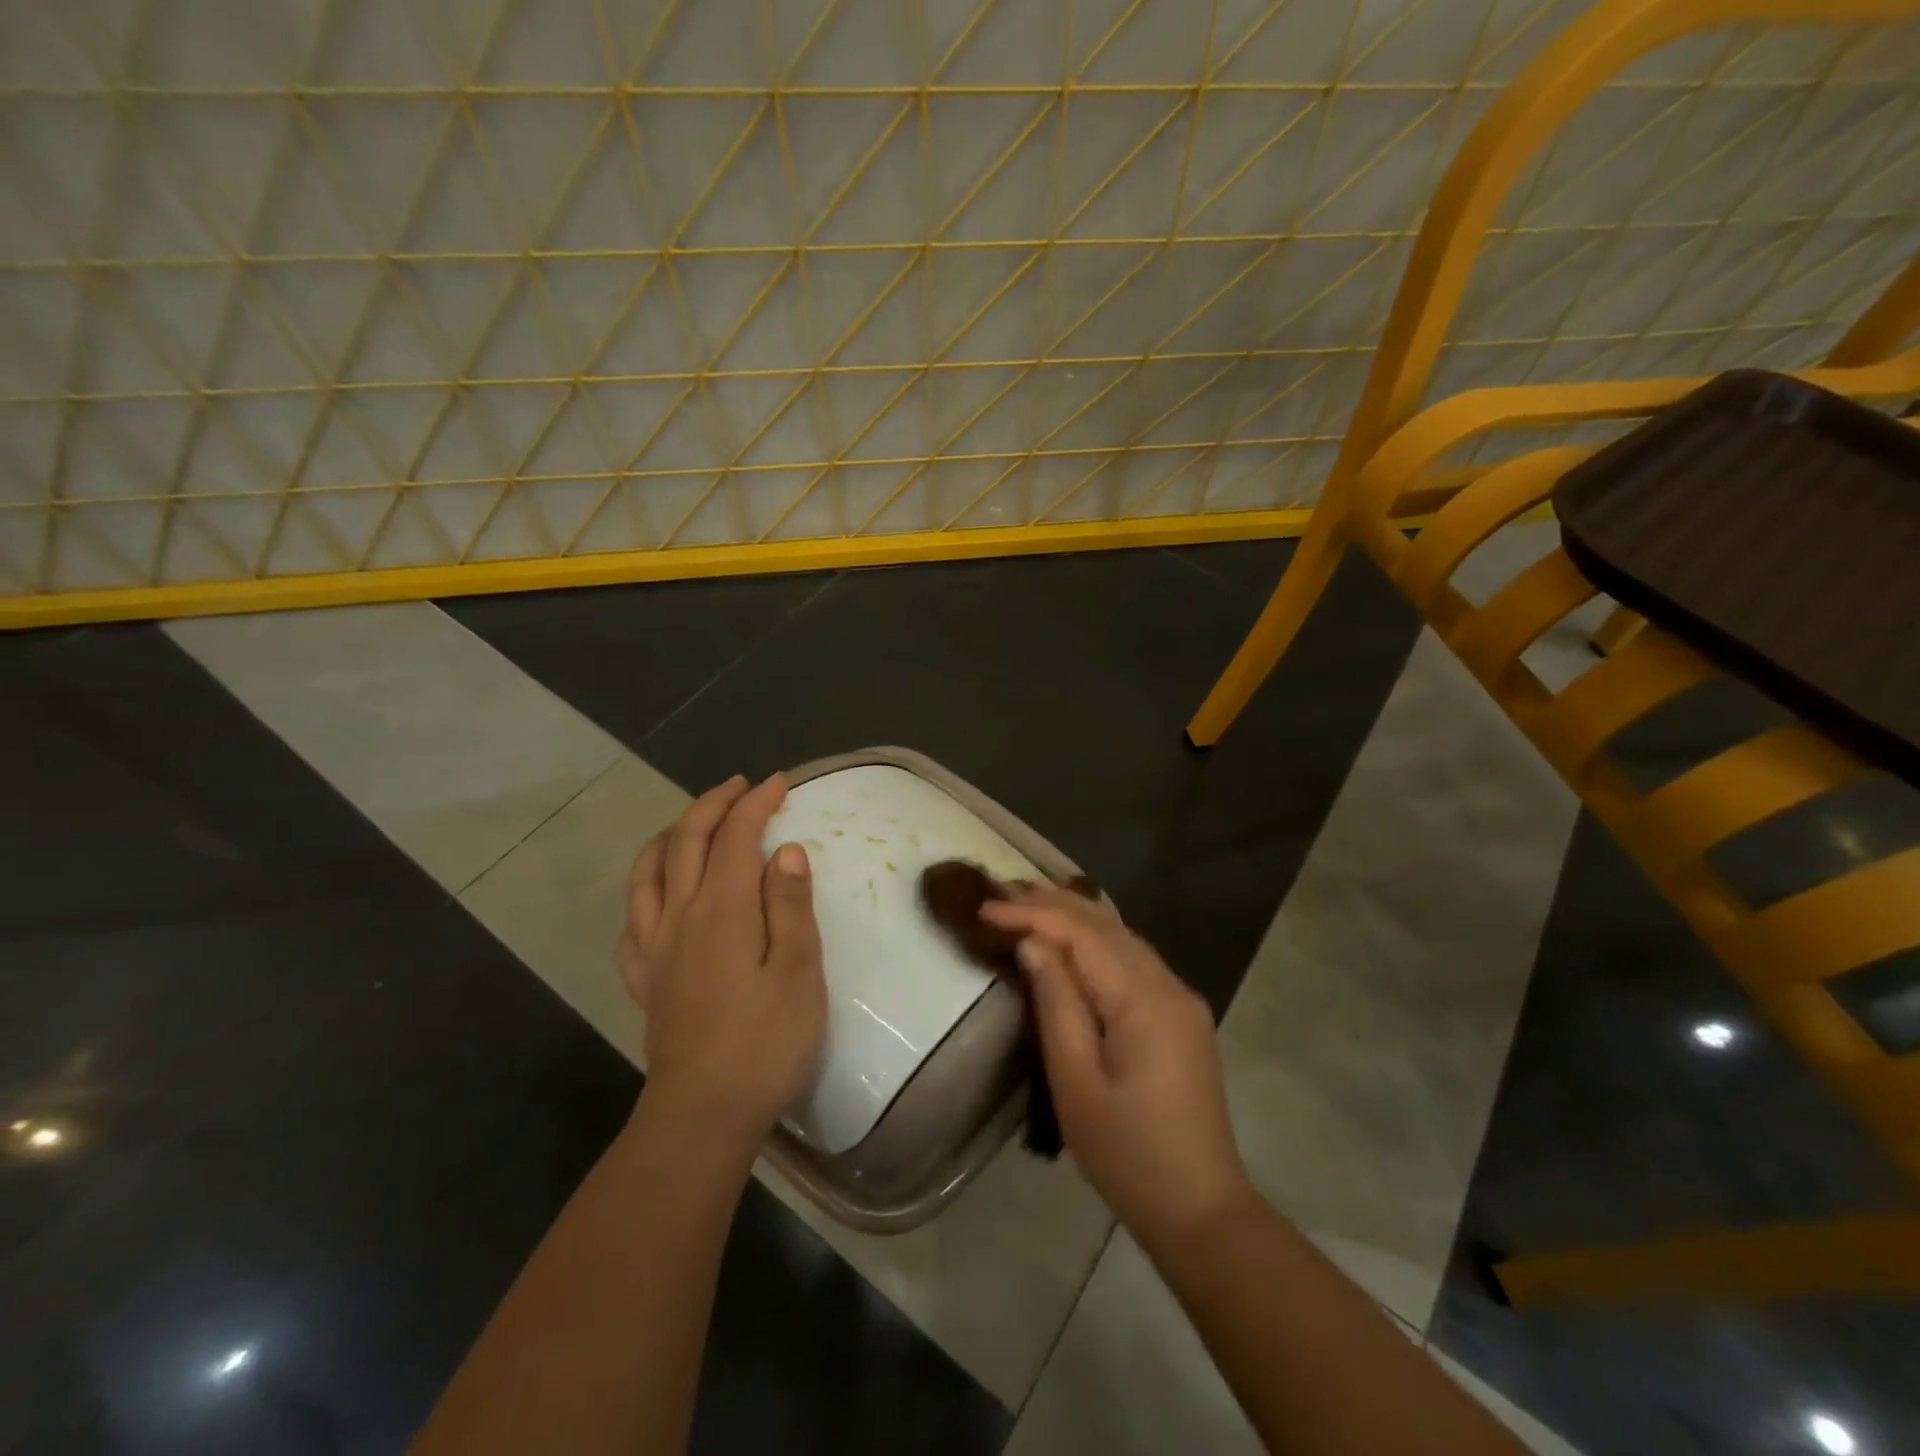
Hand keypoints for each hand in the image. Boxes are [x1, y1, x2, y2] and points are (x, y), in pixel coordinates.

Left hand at [617, 774, 825, 1146]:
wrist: (704, 1114)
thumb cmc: (765, 1042)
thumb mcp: (799, 972)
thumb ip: (791, 906)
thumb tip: (784, 851)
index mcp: (723, 910)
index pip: (736, 836)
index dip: (756, 803)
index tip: (780, 783)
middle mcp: (680, 916)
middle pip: (686, 841)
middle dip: (713, 804)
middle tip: (741, 787)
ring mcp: (654, 948)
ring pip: (648, 872)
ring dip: (672, 835)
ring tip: (694, 824)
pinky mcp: (645, 979)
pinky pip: (632, 920)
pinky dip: (646, 890)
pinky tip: (660, 898)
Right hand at [981, 887, 1252, 1247]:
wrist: (1201, 1210)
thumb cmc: (1127, 1154)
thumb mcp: (1076, 1083)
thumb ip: (1056, 1004)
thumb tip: (1033, 944)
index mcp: (1144, 1000)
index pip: (1082, 934)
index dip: (1032, 914)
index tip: (985, 907)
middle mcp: (1169, 985)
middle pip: (1105, 924)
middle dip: (1051, 901)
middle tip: (1000, 888)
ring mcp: (1179, 998)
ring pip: (1122, 935)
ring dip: (1074, 913)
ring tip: (1027, 898)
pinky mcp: (1180, 1013)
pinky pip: (1133, 957)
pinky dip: (1096, 936)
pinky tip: (1073, 933)